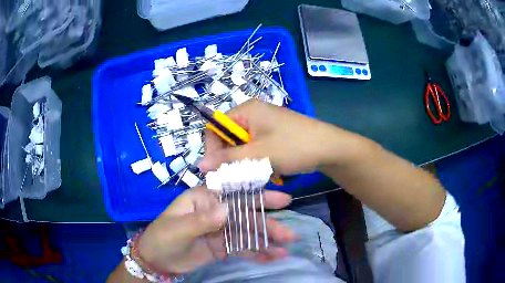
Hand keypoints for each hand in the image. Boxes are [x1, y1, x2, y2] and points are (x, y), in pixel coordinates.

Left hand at [137, 186, 294, 273]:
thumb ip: (201, 220)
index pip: (234, 193)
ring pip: (248, 233)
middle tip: (290, 234)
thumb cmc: (162, 238)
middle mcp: (216, 211)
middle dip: (268, 225)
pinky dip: (256, 253)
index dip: (258, 195)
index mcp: (204, 199)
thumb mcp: (178, 229)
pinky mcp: (222, 246)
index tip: (282, 200)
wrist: (156, 260)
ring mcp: (221, 230)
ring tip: (284, 251)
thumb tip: (227, 209)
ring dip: (266, 242)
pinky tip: (270, 258)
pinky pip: (242, 248)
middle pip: (246, 216)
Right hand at [199, 100, 358, 173]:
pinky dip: (256, 160)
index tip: (216, 170)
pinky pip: (255, 148)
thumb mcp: (258, 154)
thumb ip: (228, 159)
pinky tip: (266, 170)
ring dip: (245, 162)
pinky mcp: (273, 134)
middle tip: (237, 176)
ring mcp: (264, 124)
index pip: (216, 127)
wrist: (330, 148)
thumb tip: (200, 165)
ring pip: (242, 146)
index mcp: (246, 110)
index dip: (213, 149)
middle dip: (231, 158)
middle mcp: (253, 113)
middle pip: (228, 137)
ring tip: (255, 174)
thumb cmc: (294, 146)